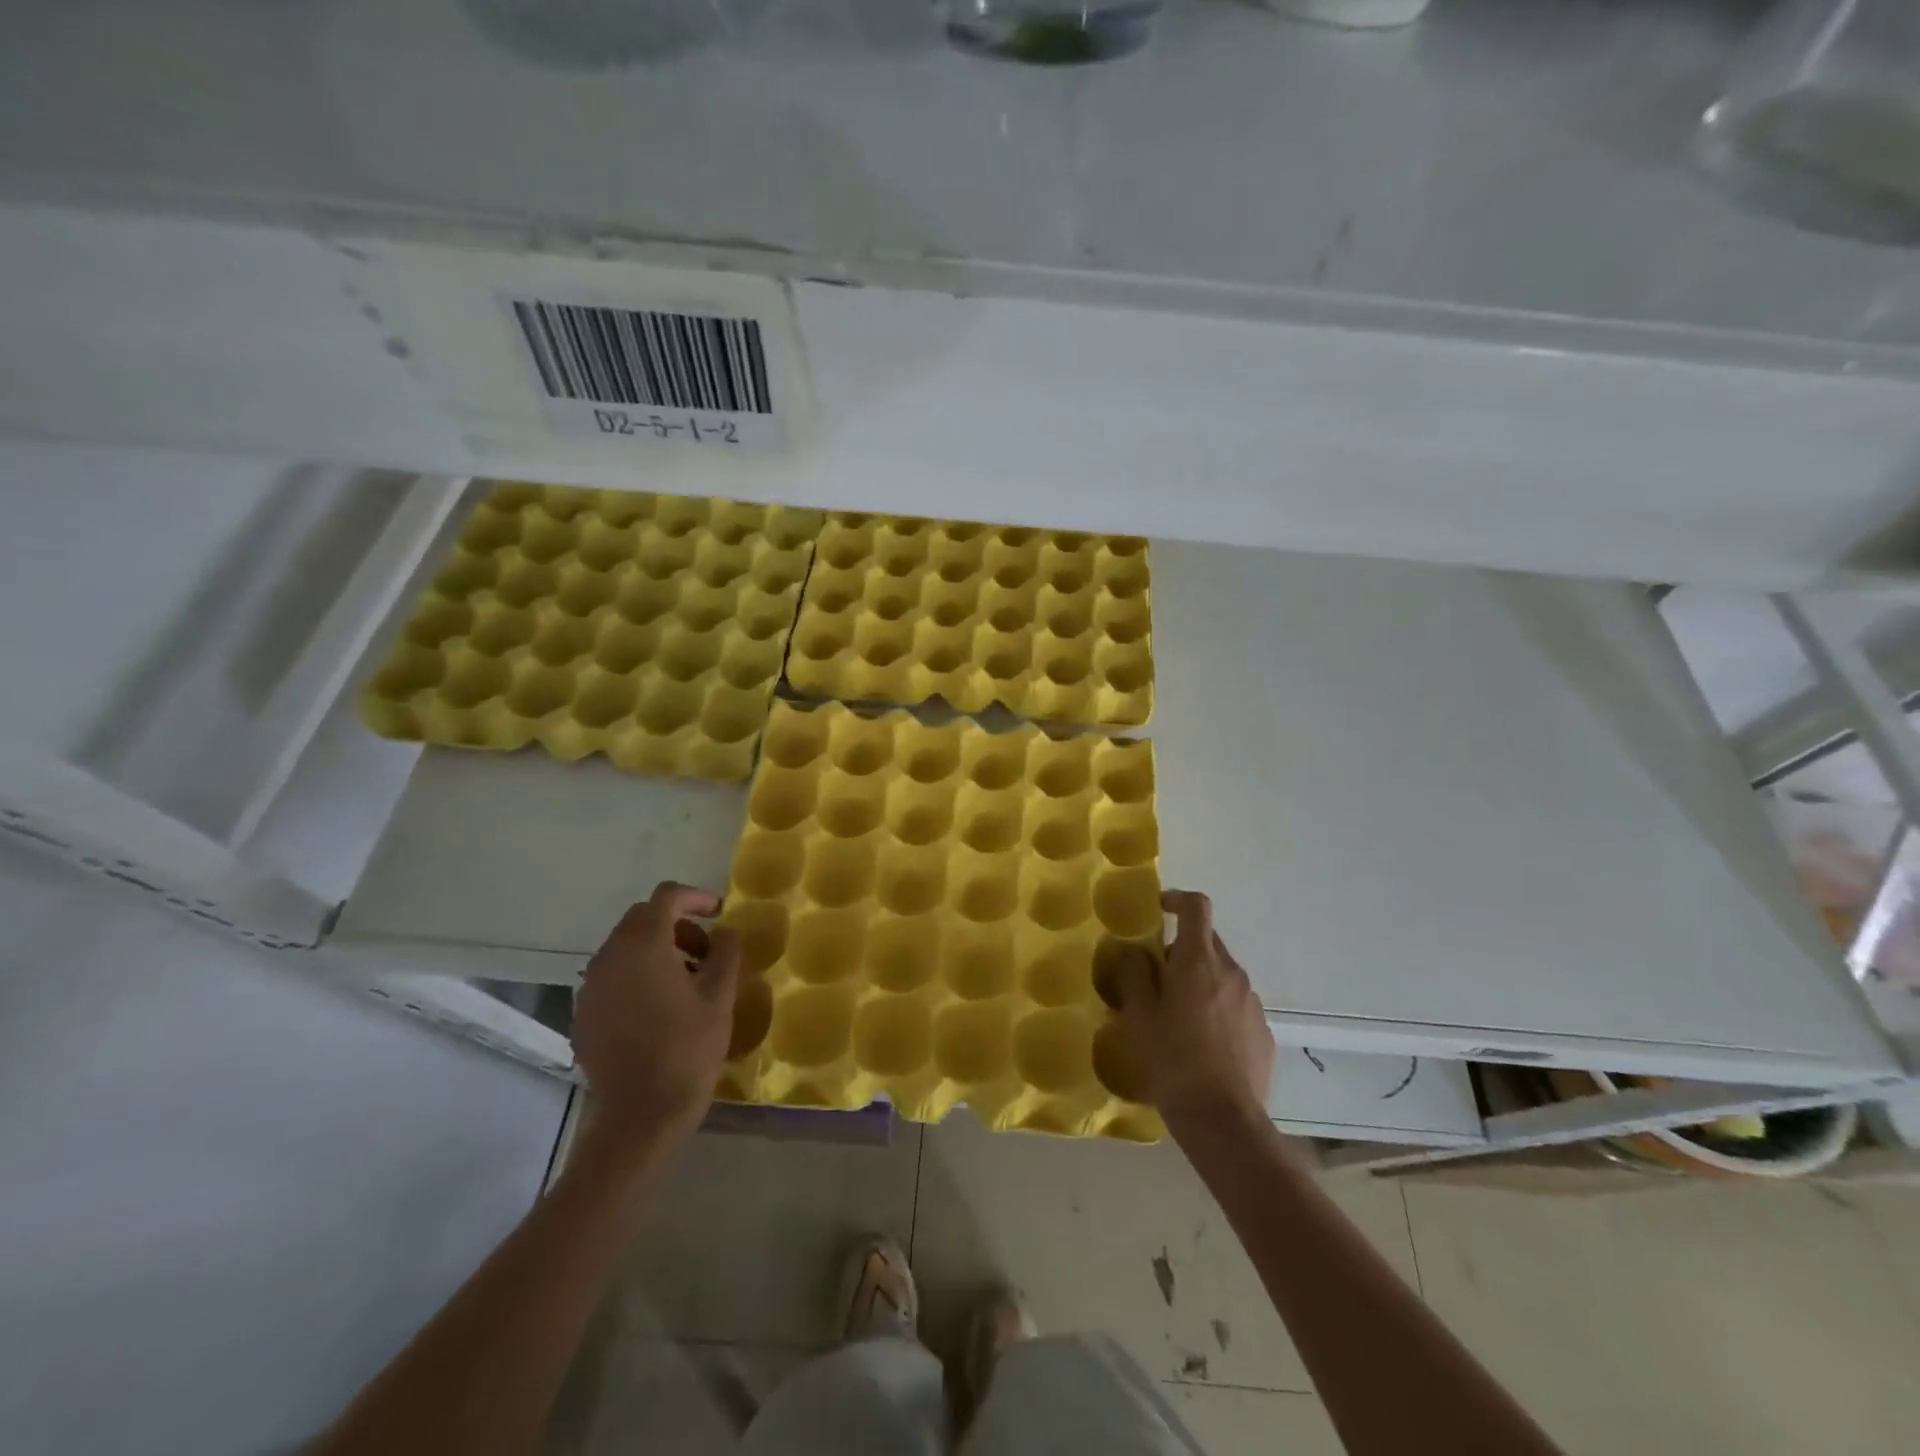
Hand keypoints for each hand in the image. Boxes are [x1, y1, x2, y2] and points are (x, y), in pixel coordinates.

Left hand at [572, 882, 740, 1148]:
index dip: (695, 897)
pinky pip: (613, 976)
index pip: (666, 897)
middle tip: (706, 952)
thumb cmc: (688, 1048)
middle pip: (643, 919)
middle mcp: (610, 956)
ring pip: (626, 947)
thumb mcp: (720, 995)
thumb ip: (726, 951)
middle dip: (677, 926)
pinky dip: (637, 975)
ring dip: (657, 950)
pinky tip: (659, 1007)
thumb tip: (724, 931)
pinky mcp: (584, 1012)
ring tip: (686, 981)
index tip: (718, 912)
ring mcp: (591, 985)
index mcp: (644, 945)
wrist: (640, 1114)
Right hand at [1107, 889, 1274, 1130]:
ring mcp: (1252, 1002)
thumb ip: (1134, 973)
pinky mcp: (1263, 1031)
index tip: (1158, 911)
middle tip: (1155, 976)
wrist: (1223, 1120)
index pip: (1196, 907)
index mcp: (1199, 961)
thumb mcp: (1139, 1015)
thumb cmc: (1173, 1059)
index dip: (1176, 899)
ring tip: (1177, 1015)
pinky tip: (1201, 1043)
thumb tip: (1135, 951)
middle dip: (1181, 949)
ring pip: (1221, 975)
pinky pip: (1235, 1005)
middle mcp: (1231, 972)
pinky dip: (1216, 1009)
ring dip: (1199, 981)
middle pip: (1207, 941)